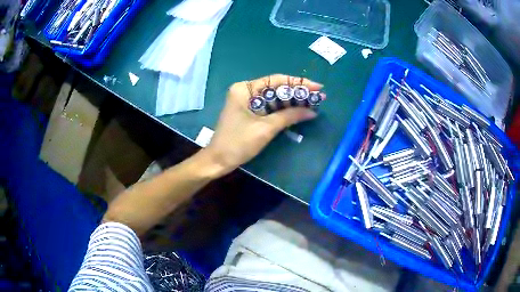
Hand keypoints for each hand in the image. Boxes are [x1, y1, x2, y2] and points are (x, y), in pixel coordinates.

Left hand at [204, 74, 323, 175]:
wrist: (218, 161)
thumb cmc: (238, 143)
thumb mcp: (265, 128)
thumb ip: (289, 116)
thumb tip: (312, 111)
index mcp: (245, 89)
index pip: (276, 80)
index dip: (298, 83)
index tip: (317, 87)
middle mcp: (246, 91)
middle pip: (276, 88)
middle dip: (297, 93)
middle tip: (318, 97)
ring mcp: (247, 102)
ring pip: (274, 98)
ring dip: (292, 102)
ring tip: (313, 103)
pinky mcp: (249, 113)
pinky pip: (270, 108)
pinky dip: (283, 110)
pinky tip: (298, 111)